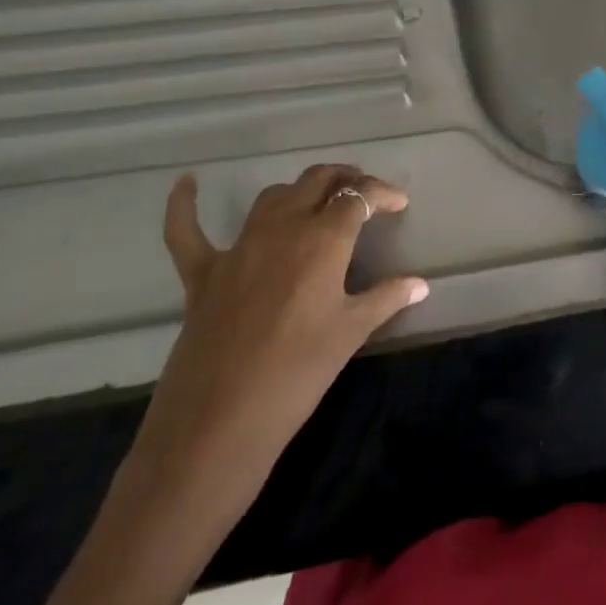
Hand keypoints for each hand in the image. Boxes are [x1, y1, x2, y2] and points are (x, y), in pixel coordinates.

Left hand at [127, 166, 427, 516]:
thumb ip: (386, 298)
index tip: (399, 203)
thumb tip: (420, 284)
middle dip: (345, 179)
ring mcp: (238, 248)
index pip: (359, 197)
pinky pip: (187, 231)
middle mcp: (282, 228)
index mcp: (323, 239)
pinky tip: (187, 183)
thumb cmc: (297, 374)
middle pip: (317, 181)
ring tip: (318, 200)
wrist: (217, 425)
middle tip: (364, 193)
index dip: (382, 193)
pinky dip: (185, 205)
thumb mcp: (350, 333)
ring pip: (273, 197)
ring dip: (300, 190)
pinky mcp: (202, 274)